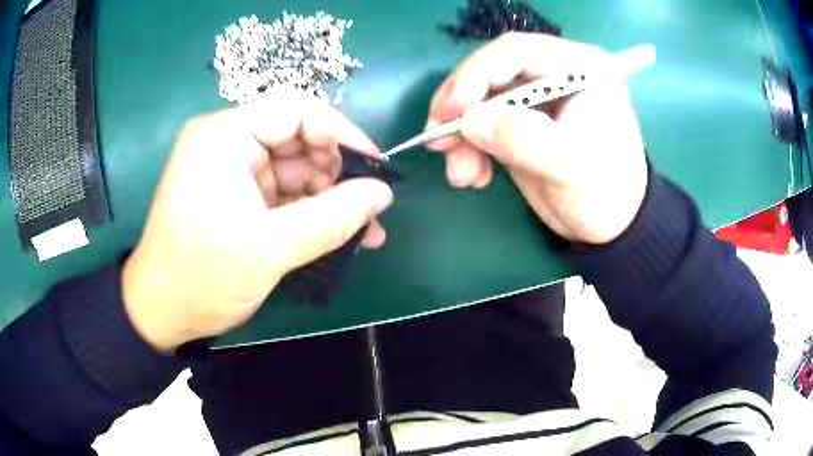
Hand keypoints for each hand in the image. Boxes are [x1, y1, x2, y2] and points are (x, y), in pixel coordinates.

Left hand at [122, 92, 392, 351]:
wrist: (160, 314)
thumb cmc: (201, 277)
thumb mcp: (269, 248)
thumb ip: (332, 218)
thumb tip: (383, 194)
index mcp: (224, 136)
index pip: (295, 111)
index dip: (341, 134)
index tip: (375, 167)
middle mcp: (227, 144)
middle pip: (298, 141)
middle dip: (337, 174)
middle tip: (372, 208)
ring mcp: (232, 172)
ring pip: (295, 172)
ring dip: (330, 199)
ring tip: (366, 230)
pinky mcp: (237, 199)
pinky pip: (283, 196)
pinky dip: (311, 214)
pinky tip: (340, 235)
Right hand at [426, 33, 647, 244]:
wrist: (612, 227)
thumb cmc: (607, 193)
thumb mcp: (573, 168)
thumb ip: (526, 140)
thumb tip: (469, 120)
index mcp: (579, 68)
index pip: (517, 52)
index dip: (476, 74)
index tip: (450, 109)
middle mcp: (555, 75)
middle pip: (491, 74)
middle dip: (460, 109)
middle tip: (438, 142)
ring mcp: (536, 100)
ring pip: (480, 101)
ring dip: (460, 136)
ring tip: (460, 174)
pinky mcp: (522, 124)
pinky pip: (483, 126)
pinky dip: (468, 149)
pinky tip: (473, 176)